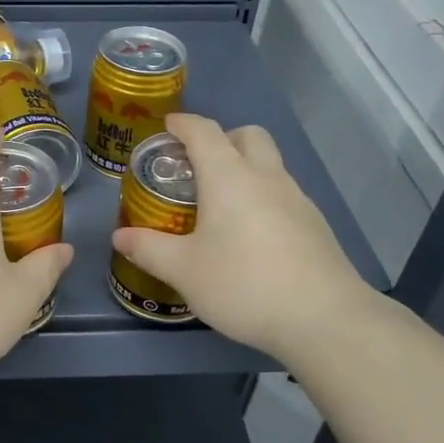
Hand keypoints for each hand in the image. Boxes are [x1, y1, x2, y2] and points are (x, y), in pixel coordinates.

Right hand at [111, 113, 371, 363]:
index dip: (183, 124)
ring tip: (220, 205)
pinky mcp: (315, 225)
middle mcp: (266, 177)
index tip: (167, 126)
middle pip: (247, 136)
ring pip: (269, 165)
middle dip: (222, 138)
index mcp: (229, 177)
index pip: (204, 132)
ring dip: (245, 169)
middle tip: (197, 166)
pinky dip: (262, 197)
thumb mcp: (184, 270)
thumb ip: (149, 249)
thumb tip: (119, 236)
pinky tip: (250, 236)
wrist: (324, 318)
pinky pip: (283, 194)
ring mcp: (297, 199)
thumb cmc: (243, 284)